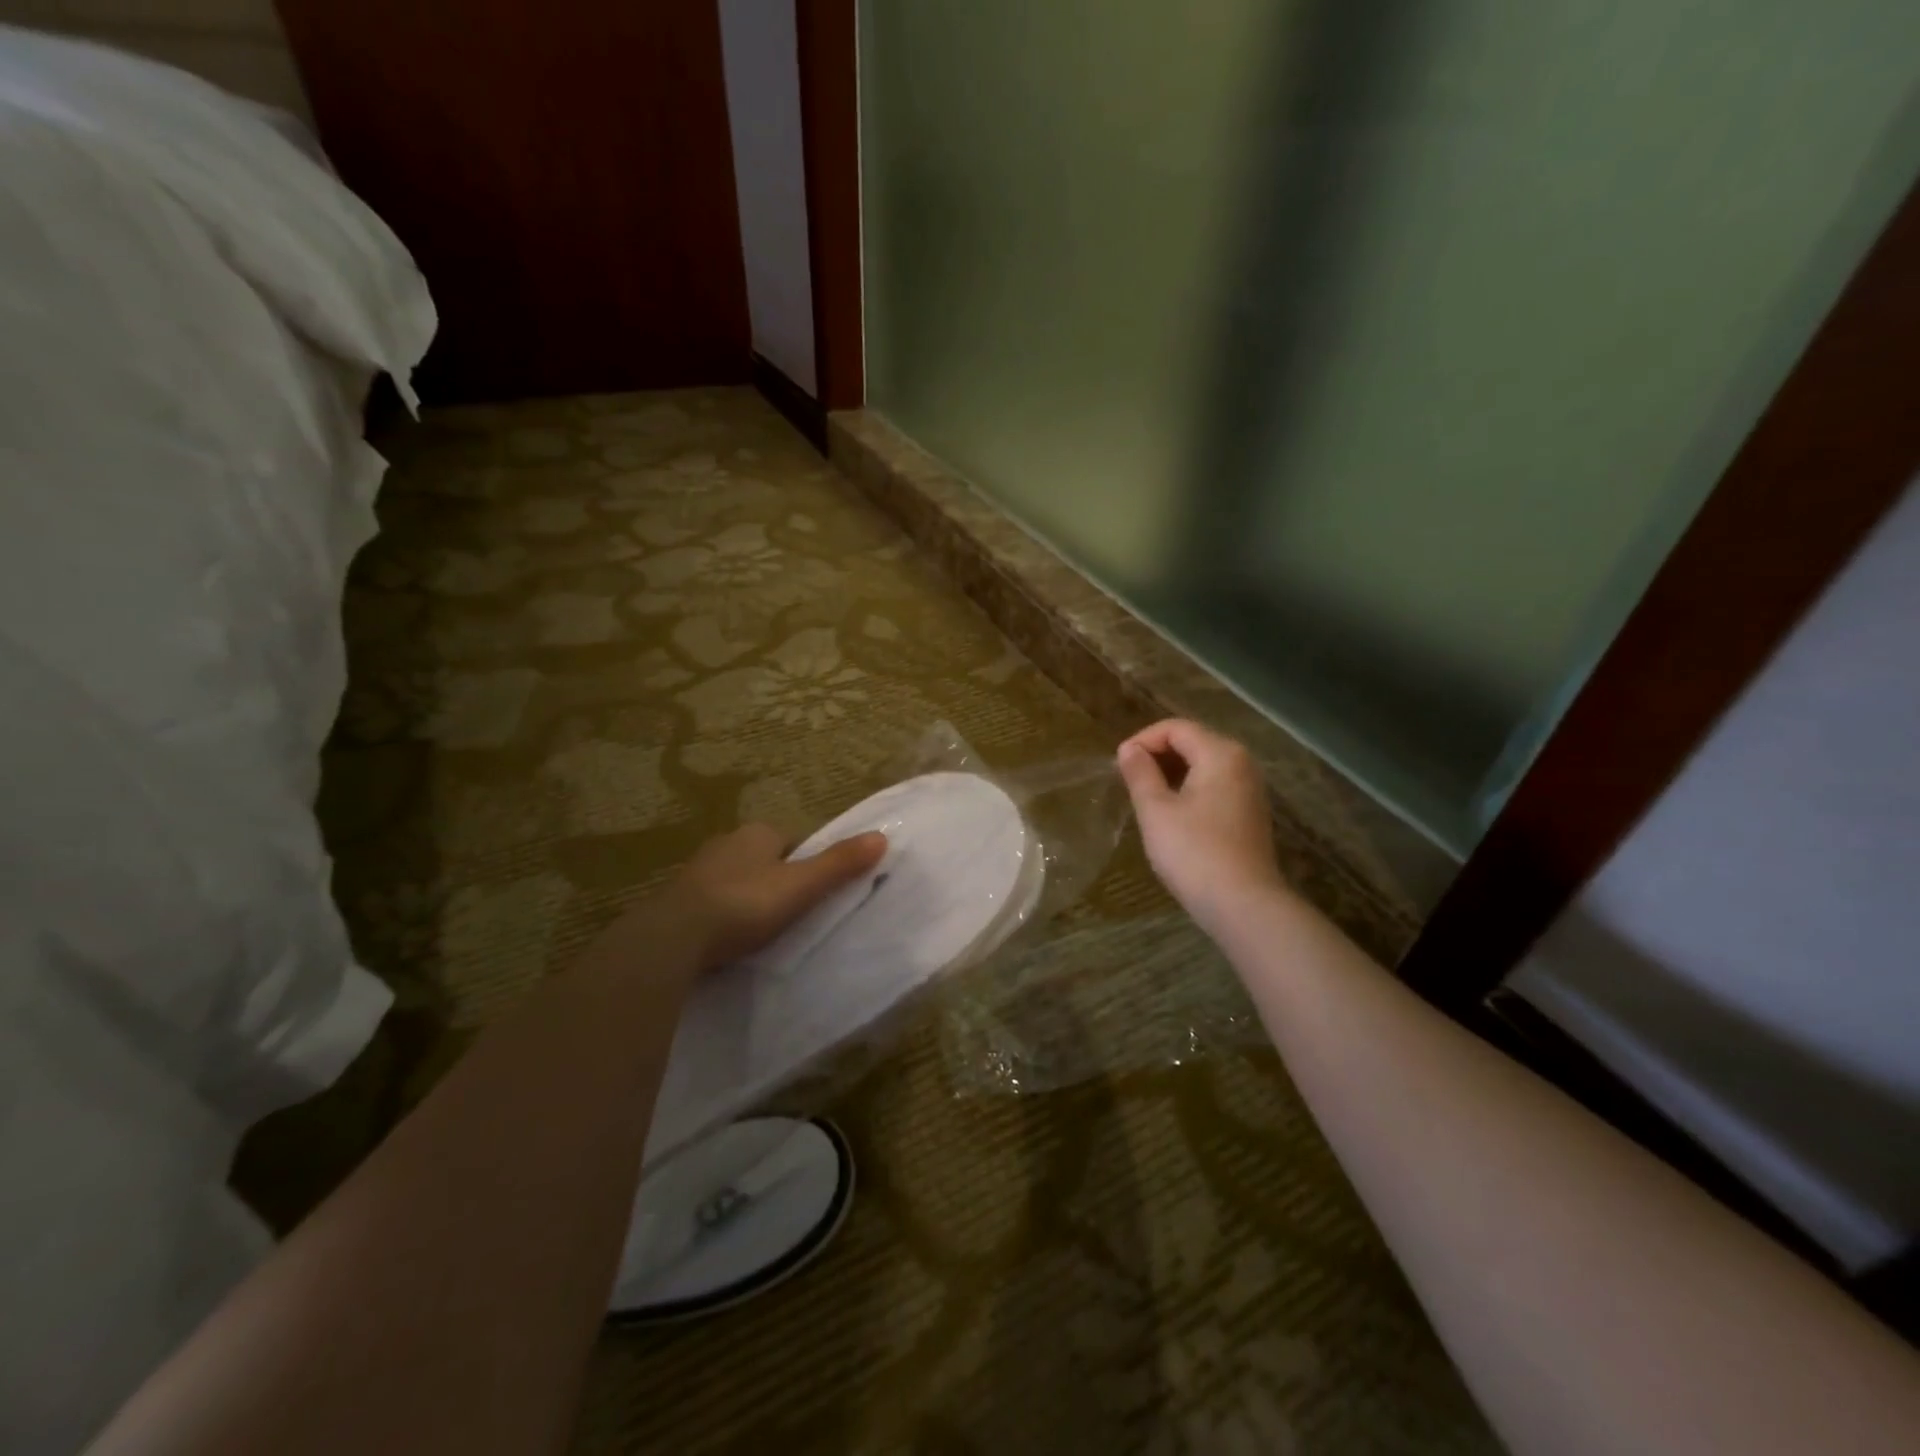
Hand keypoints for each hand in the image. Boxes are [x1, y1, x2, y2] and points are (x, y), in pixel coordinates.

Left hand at [674, 822, 888, 968]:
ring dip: (747, 897)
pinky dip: (723, 915)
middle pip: (763, 859)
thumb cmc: (745, 904)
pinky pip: (711, 902)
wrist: (673, 937)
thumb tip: (882, 836)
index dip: (806, 863)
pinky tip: (728, 939)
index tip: (814, 892)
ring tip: (760, 930)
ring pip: (735, 880)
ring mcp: (697, 871)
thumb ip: (839, 864)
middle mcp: (725, 843)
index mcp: (757, 833)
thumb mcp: (801, 886)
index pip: (792, 842)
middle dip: (775, 880)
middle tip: (791, 914)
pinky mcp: (677, 899)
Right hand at [1116, 719, 1284, 936]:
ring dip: (1172, 774)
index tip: (1118, 765)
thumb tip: (1130, 749)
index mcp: (1221, 754)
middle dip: (1157, 755)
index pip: (1176, 728)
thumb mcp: (1156, 810)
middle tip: (1128, 780)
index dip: (1143, 740)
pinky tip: (1171, 815)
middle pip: (1193, 742)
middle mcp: (1242, 763)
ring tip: (1145, 796)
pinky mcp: (1250, 814)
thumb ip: (1140, 773)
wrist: (1243, 906)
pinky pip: (1215, 787)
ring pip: (1204, 766)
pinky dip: (1190, 790)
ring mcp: (1250, 790)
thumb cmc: (1194, 853)